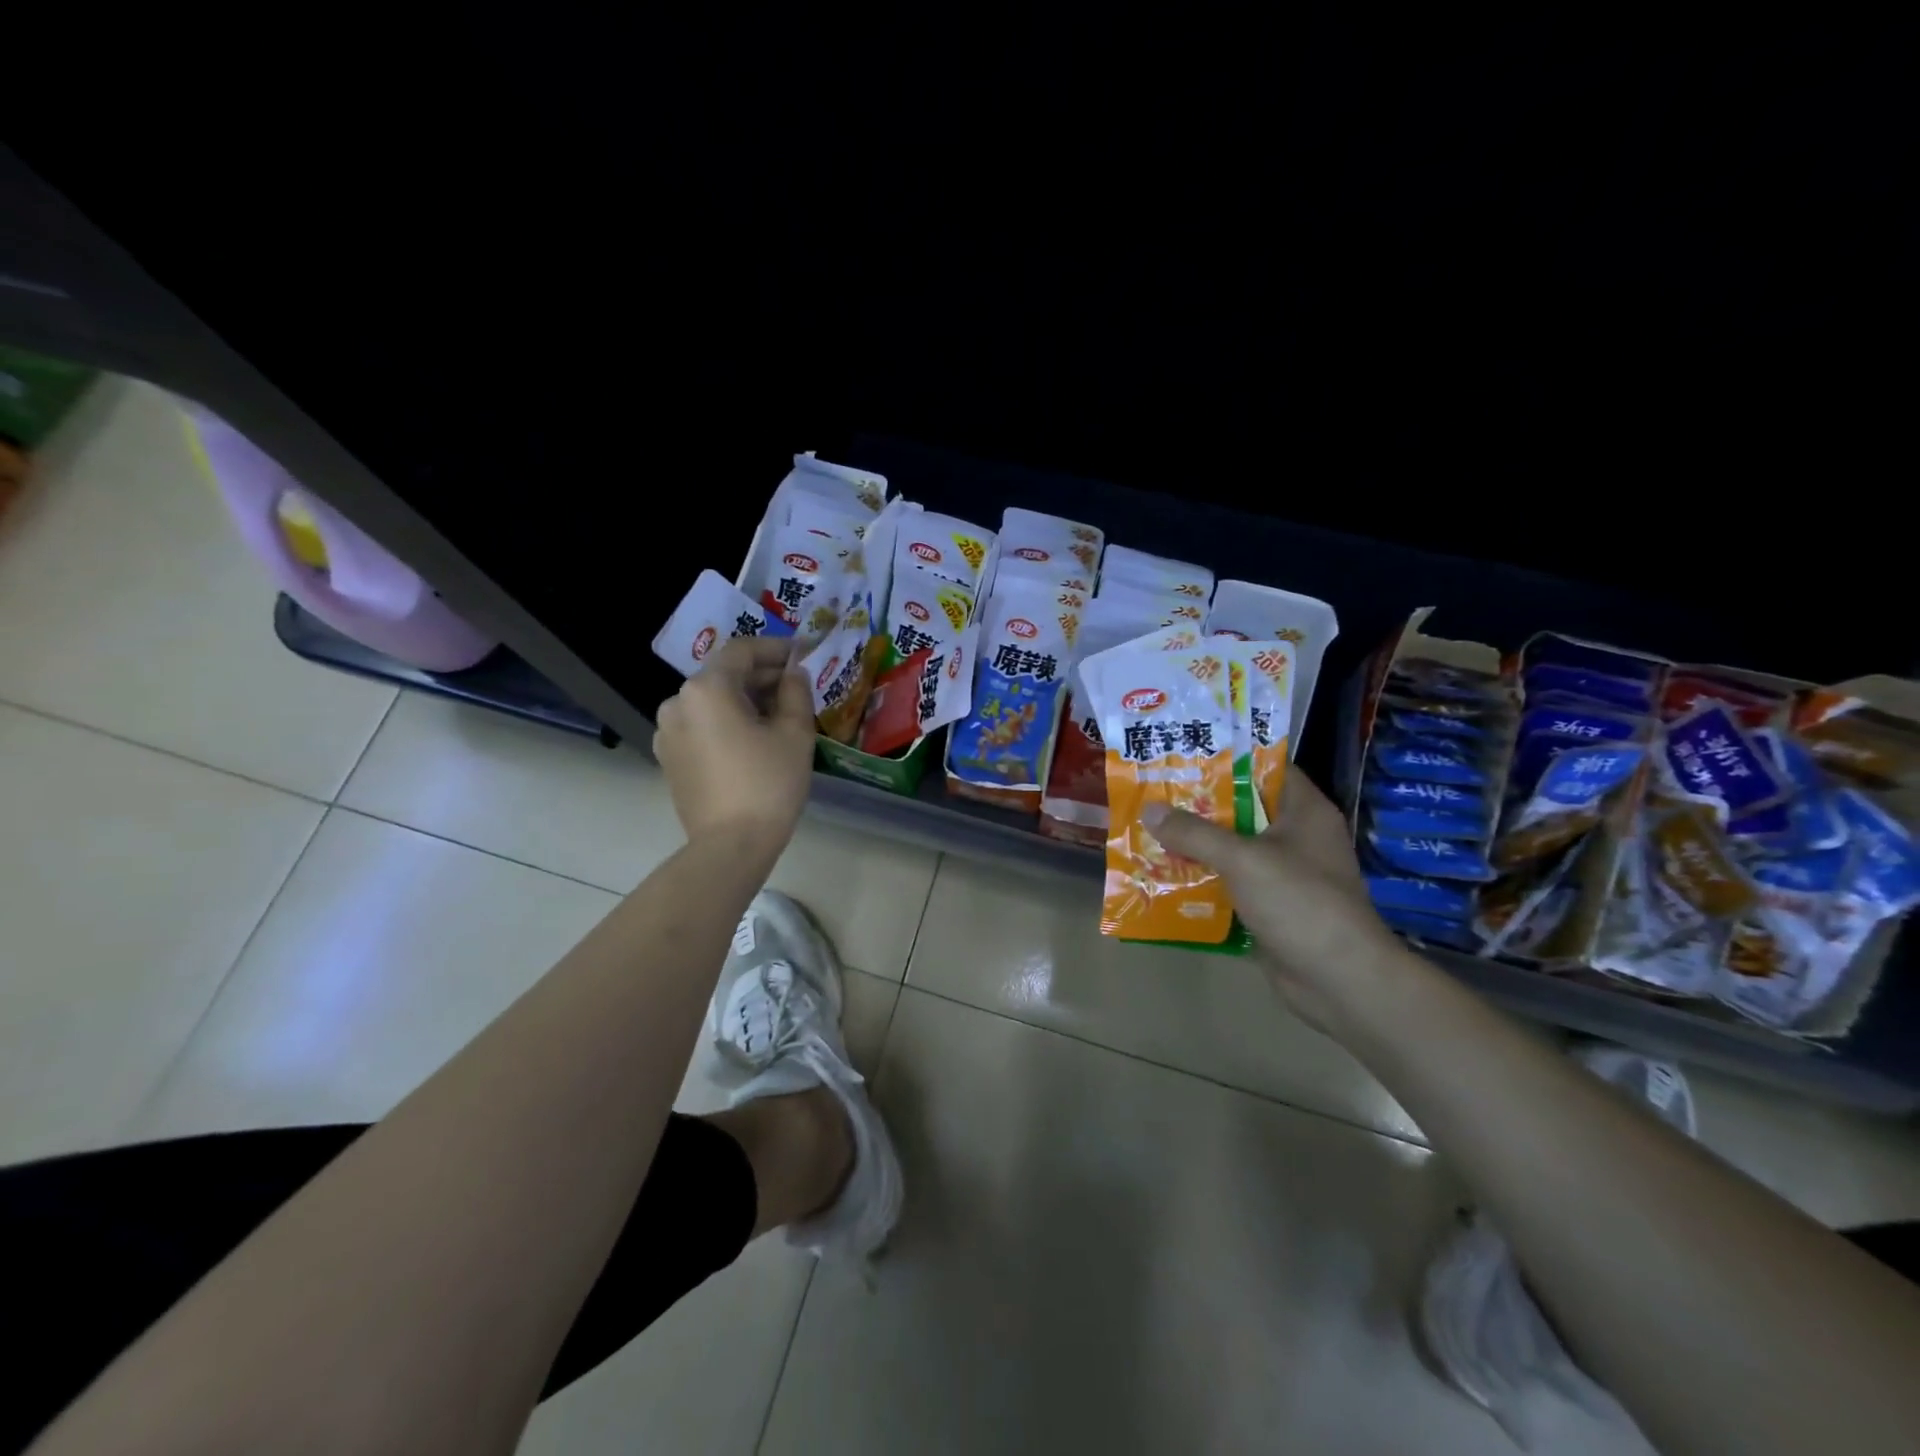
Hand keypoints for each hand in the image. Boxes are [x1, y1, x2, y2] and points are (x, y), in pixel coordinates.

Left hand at [653, 637, 816, 850]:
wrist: (731, 846)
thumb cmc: (768, 783)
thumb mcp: (795, 733)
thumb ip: (796, 692)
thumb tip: (793, 673)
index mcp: (706, 688)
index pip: (743, 651)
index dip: (776, 648)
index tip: (803, 655)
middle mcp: (678, 702)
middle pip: (724, 675)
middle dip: (761, 677)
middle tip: (796, 687)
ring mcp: (667, 732)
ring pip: (712, 702)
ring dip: (744, 701)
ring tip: (778, 716)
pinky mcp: (669, 758)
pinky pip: (702, 726)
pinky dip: (727, 723)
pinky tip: (753, 740)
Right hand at [1143, 771, 1405, 1029]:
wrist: (1339, 980)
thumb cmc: (1300, 903)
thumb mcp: (1243, 859)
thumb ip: (1195, 832)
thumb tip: (1149, 809)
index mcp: (1304, 811)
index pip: (1266, 767)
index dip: (1227, 757)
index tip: (1184, 752)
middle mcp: (1296, 837)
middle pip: (1242, 808)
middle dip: (1199, 802)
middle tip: (1153, 790)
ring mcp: (1284, 874)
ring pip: (1233, 848)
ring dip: (1196, 843)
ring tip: (1149, 828)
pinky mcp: (1271, 906)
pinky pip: (1231, 883)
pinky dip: (1202, 879)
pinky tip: (1164, 874)